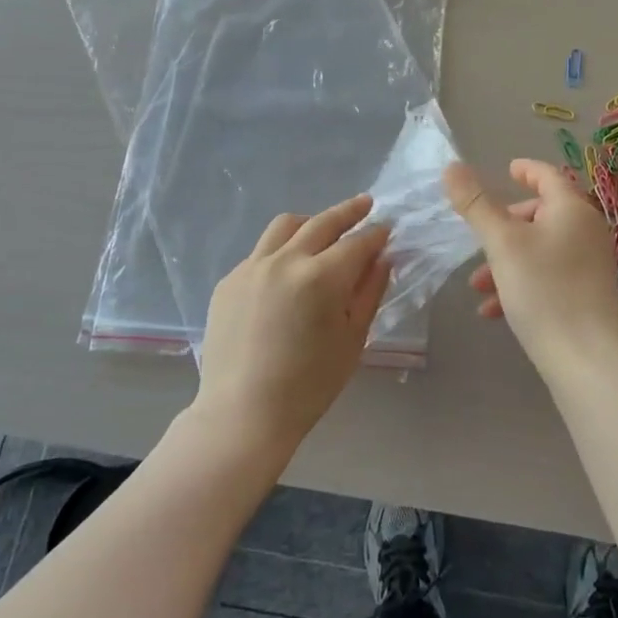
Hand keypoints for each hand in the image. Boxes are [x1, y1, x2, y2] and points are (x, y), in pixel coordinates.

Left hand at [194, 194, 392, 455]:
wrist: (242, 414)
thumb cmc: (309, 385)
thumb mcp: (352, 339)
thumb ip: (369, 291)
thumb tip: (382, 258)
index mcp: (320, 277)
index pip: (357, 243)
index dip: (376, 234)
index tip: (388, 228)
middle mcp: (284, 261)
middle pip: (322, 222)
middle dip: (349, 211)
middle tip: (365, 204)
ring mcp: (251, 267)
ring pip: (286, 226)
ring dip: (311, 222)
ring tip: (324, 229)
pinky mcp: (229, 280)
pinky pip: (261, 252)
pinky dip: (281, 250)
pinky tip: (289, 271)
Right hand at [444, 160, 617, 380]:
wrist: (584, 359)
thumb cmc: (543, 290)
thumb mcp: (501, 243)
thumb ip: (475, 204)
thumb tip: (452, 167)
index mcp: (572, 209)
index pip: (548, 176)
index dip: (526, 170)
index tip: (507, 170)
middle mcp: (587, 231)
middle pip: (541, 213)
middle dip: (504, 226)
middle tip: (480, 238)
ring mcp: (590, 263)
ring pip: (539, 248)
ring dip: (505, 260)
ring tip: (477, 285)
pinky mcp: (587, 293)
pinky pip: (548, 275)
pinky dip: (521, 282)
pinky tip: (494, 310)